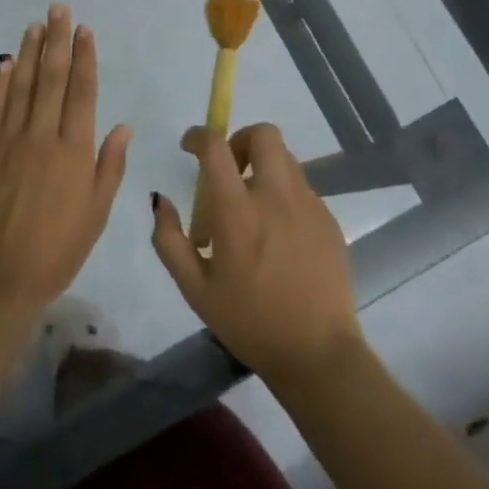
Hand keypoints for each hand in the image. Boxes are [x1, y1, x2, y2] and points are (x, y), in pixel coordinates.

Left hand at [0, 5, 132, 321]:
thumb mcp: (97, 212)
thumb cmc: (58, 250)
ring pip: (21, 86)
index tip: (84, 29)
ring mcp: (9, 141)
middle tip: (58, 8)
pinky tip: (4, 63)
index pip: (82, 92)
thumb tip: (123, 125)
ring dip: (28, 53)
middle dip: (57, 40)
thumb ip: (110, 165)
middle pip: (52, 79)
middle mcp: (43, 136)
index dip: (84, 57)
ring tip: (34, 24)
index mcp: (75, 150)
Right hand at [152, 123, 362, 384]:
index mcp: (238, 213)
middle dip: (241, 139)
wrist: (317, 353)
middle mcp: (276, 197)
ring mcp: (308, 205)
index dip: (199, 136)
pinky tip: (277, 235)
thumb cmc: (249, 322)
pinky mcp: (328, 219)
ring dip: (262, 168)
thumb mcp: (194, 288)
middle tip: (229, 170)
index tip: (190, 146)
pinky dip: (283, 194)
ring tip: (252, 209)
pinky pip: (302, 188)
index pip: (216, 147)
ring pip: (285, 160)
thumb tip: (160, 200)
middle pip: (264, 134)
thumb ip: (169, 239)